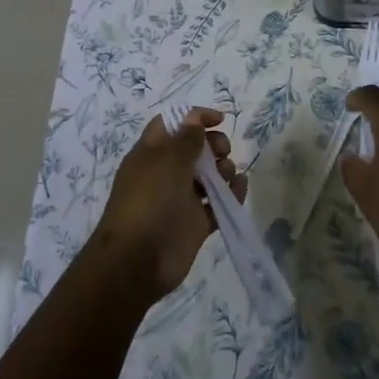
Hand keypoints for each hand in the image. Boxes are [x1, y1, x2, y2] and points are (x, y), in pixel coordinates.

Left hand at [90, 108, 244, 303]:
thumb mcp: (167, 161)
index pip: (172, 125)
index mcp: (151, 153)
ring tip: (227, 175)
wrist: (138, 260)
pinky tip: (241, 187)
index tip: (219, 120)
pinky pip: (217, 204)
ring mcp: (180, 199)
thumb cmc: (149, 200)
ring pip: (208, 176)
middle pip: (194, 149)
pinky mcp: (194, 224)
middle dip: (213, 144)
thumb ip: (186, 139)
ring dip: (223, 169)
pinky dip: (231, 194)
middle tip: (223, 151)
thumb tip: (194, 118)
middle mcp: (165, 173)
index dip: (194, 118)